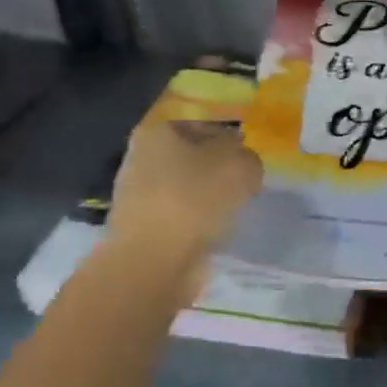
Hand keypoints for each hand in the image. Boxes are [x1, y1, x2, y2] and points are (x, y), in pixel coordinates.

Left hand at [106, 118, 262, 270]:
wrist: (155, 261)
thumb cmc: (196, 200)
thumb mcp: (241, 166)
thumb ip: (248, 157)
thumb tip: (242, 165)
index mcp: (158, 130)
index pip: (203, 124)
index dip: (231, 139)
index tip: (250, 159)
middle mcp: (141, 156)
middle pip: (192, 157)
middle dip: (218, 170)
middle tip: (246, 185)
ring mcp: (136, 194)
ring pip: (186, 188)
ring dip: (208, 198)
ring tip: (233, 212)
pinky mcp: (141, 227)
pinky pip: (180, 216)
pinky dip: (197, 222)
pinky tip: (214, 232)